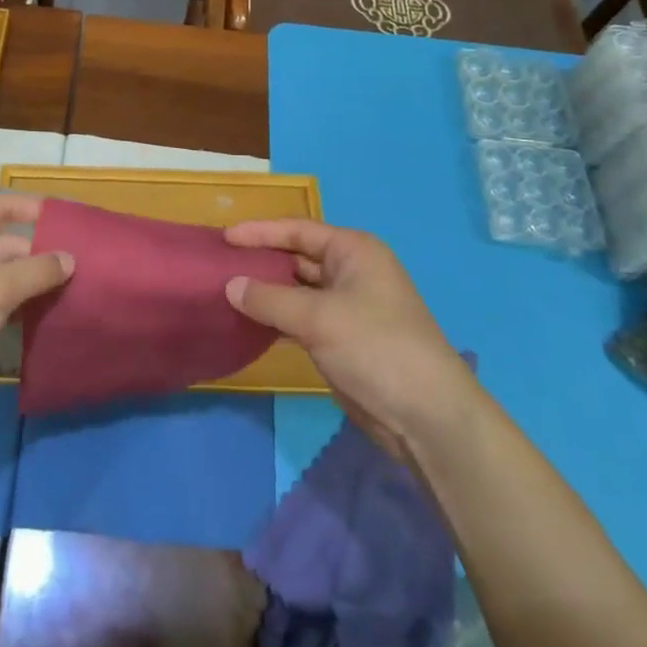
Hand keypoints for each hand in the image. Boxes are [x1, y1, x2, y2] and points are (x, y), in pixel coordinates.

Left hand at [0, 193, 71, 409]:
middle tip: (81, 266)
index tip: (73, 222)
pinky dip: (14, 301)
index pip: (3, 204)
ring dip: (30, 281)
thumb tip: (70, 258)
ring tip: (72, 290)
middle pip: (4, 239)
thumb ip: (38, 270)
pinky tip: (42, 314)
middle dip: (39, 253)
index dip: (37, 210)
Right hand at [224, 220, 473, 456]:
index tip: (225, 237)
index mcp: (354, 251)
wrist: (427, 416)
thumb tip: (230, 285)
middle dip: (261, 261)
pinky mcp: (342, 339)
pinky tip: (249, 322)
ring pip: (297, 290)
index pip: (298, 231)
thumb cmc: (376, 347)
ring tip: (226, 291)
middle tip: (219, 265)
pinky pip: (301, 318)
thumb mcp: (318, 318)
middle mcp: (351, 272)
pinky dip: (277, 318)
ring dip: (266, 292)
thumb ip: (269, 299)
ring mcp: (347, 307)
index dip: (260, 232)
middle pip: (297, 258)